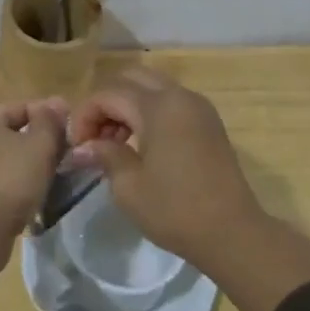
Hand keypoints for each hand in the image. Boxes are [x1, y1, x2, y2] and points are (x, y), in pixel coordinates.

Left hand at [0, 98, 68, 244]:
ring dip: (22, 165)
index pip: (19, 108)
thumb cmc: (9, 180)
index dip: (47, 116)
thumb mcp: (39, 146)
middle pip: (7, 133)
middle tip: (62, 155)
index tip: (69, 131)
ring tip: (48, 177)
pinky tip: (26, 197)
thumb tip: (56, 102)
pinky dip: (8, 184)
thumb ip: (50, 121)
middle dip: (35, 142)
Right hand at [65, 68, 268, 267]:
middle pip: (131, 79)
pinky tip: (140, 145)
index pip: (108, 94)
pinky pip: (170, 101)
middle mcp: (180, 96)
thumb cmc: (175, 210)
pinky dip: (148, 112)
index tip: (77, 146)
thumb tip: (84, 147)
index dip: (85, 115)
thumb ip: (105, 155)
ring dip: (127, 106)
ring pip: (151, 87)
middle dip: (106, 103)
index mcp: (158, 107)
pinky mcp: (208, 122)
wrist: (232, 232)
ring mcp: (198, 107)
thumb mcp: (129, 187)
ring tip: (114, 143)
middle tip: (94, 136)